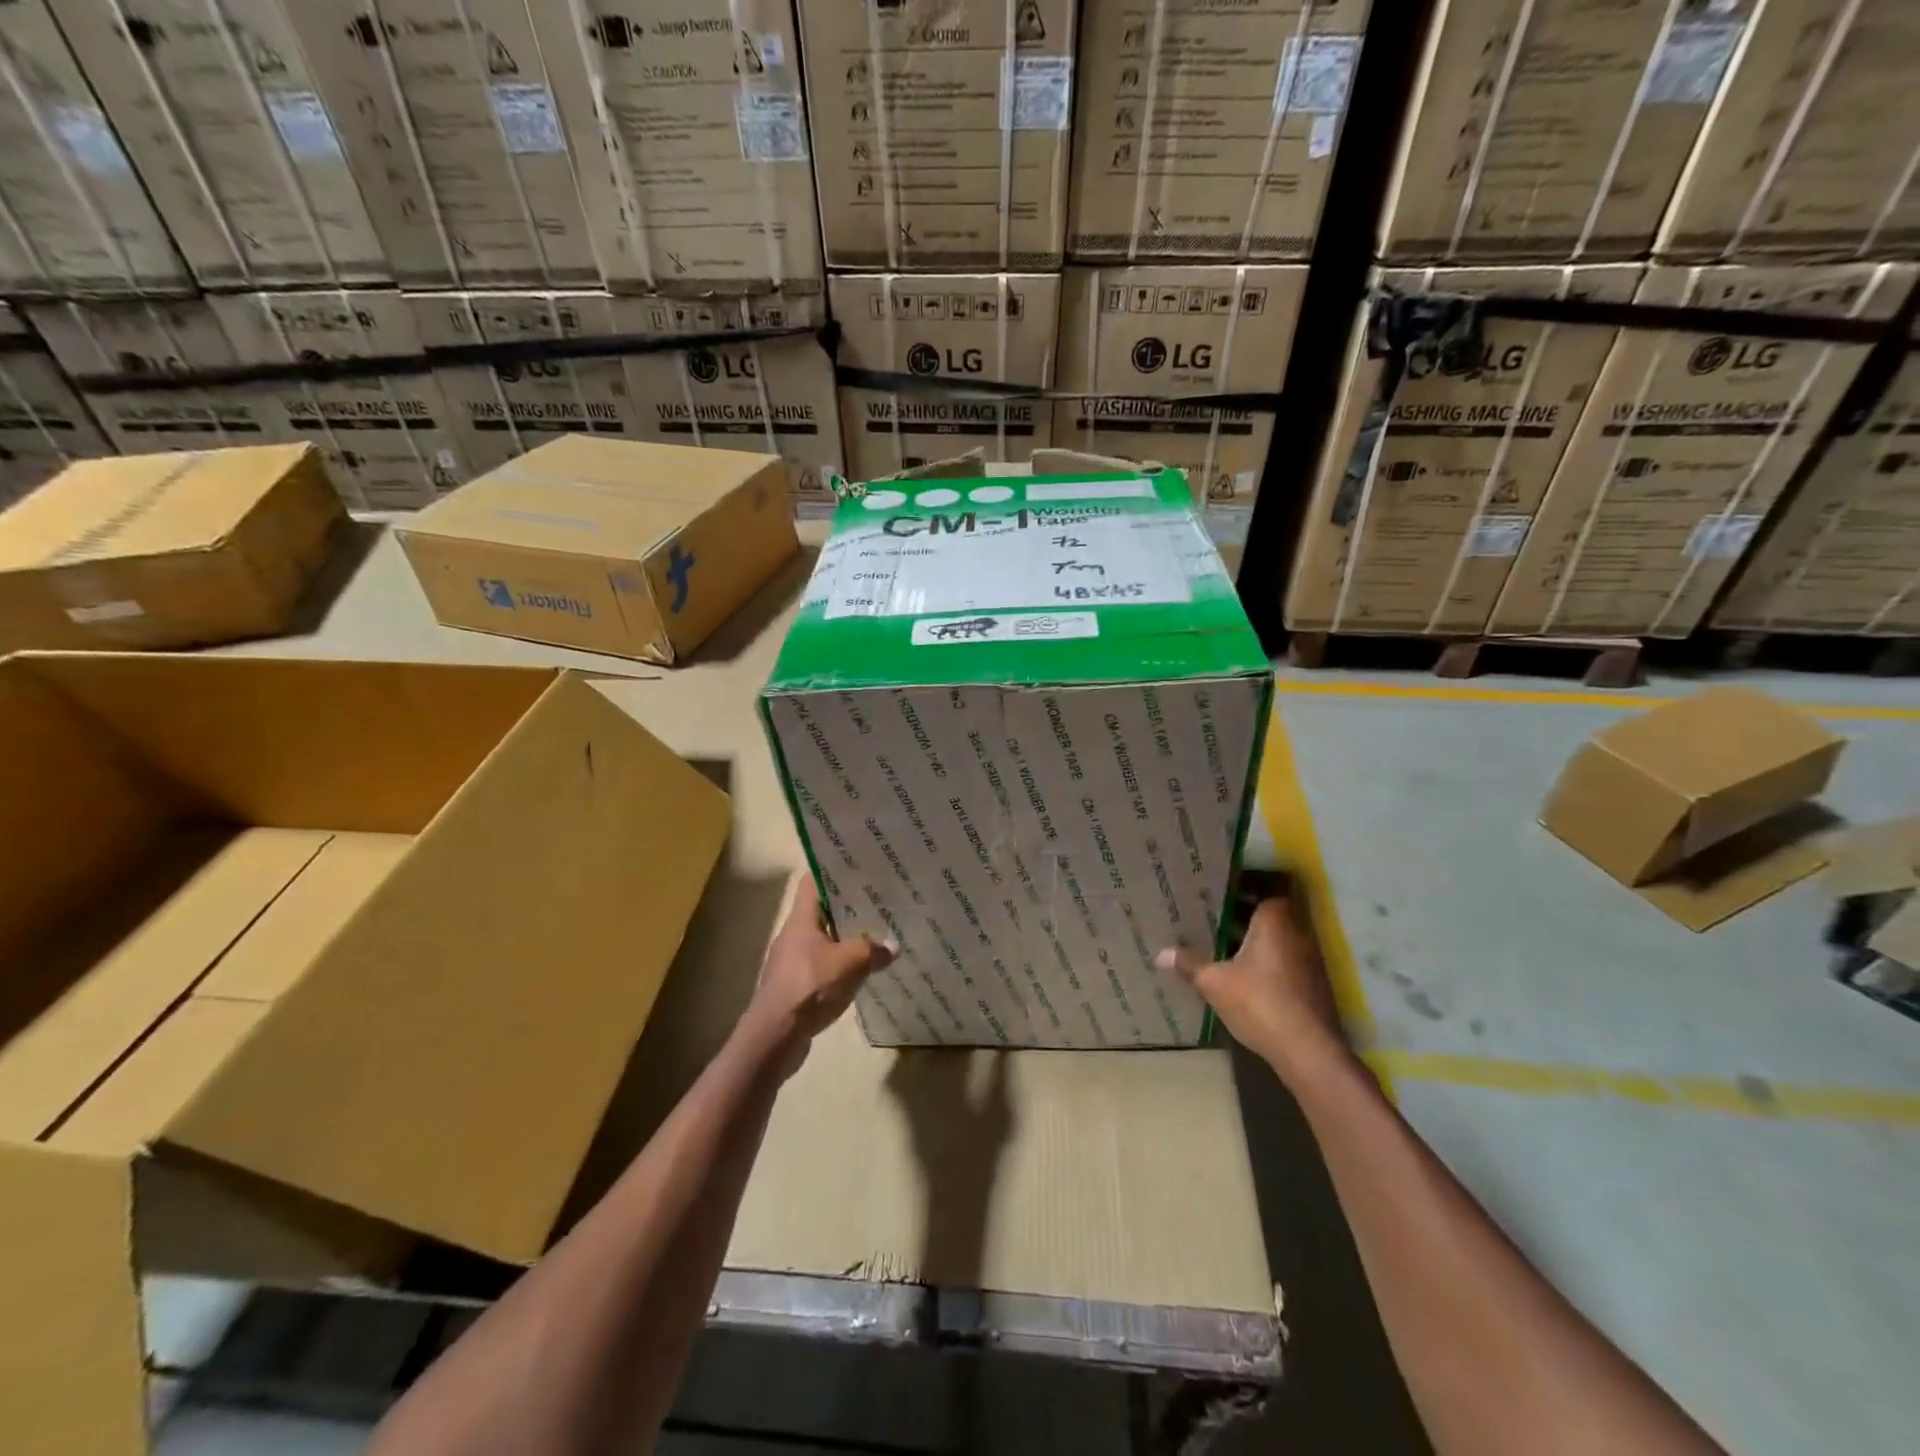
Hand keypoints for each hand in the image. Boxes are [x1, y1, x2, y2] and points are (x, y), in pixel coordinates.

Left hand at [744, 881, 893, 1071]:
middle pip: (821, 911)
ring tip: (876, 932)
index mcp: (801, 920)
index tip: (857, 867)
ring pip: (824, 939)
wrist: (775, 1036)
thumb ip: (872, 950)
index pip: (811, 882)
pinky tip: (862, 970)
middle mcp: (794, 935)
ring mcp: (793, 962)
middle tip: (877, 900)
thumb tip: (893, 946)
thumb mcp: (848, 963)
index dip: (831, 871)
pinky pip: (823, 965)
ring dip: (846, 937)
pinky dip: (841, 964)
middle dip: (848, 906)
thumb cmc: (808, 987)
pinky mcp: (796, 986)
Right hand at [1157, 895, 1349, 1083]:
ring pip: (1280, 942)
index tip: (1220, 896)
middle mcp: (1298, 934)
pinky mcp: (1314, 987)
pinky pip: (1288, 964)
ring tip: (1226, 949)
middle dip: (1246, 920)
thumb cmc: (1259, 1002)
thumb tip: (1160, 954)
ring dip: (1258, 945)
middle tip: (1215, 921)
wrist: (1307, 1050)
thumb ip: (1189, 965)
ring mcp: (1310, 962)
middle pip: (1271, 917)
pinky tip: (1248, 979)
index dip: (1243, 894)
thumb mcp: (1214, 983)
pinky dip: (1270, 966)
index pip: (1264, 893)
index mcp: (1274, 922)